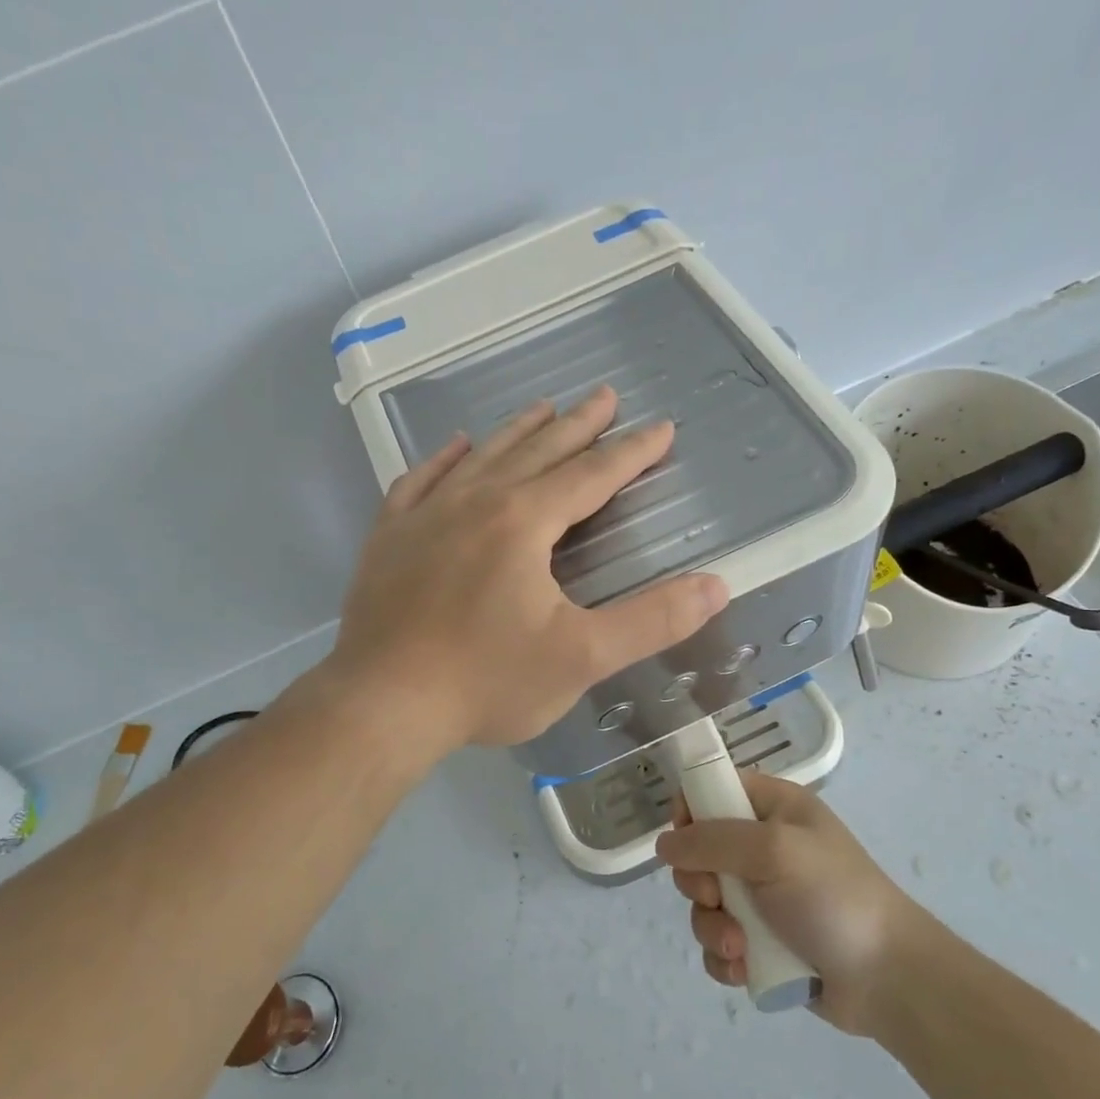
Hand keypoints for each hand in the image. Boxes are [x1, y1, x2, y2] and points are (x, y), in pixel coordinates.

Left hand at [326, 386, 729, 756]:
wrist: (382, 704)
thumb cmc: (486, 682)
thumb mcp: (582, 658)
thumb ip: (652, 621)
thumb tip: (717, 587)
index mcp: (524, 522)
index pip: (591, 475)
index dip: (631, 452)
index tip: (661, 429)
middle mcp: (475, 502)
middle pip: (538, 451)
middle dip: (578, 424)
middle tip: (605, 395)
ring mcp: (425, 515)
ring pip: (482, 457)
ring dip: (518, 431)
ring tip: (543, 407)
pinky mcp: (389, 536)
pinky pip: (419, 480)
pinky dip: (444, 459)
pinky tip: (455, 446)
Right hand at [655, 772, 921, 1037]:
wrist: (890, 980)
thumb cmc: (834, 897)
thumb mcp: (774, 851)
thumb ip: (712, 840)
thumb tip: (663, 844)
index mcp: (774, 809)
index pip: (714, 790)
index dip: (691, 810)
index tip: (685, 839)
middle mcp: (764, 848)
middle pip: (699, 851)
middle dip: (698, 881)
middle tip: (716, 897)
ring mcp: (762, 897)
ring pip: (704, 903)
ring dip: (711, 927)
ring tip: (738, 947)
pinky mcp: (762, 942)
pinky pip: (719, 942)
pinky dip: (725, 957)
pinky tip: (745, 968)